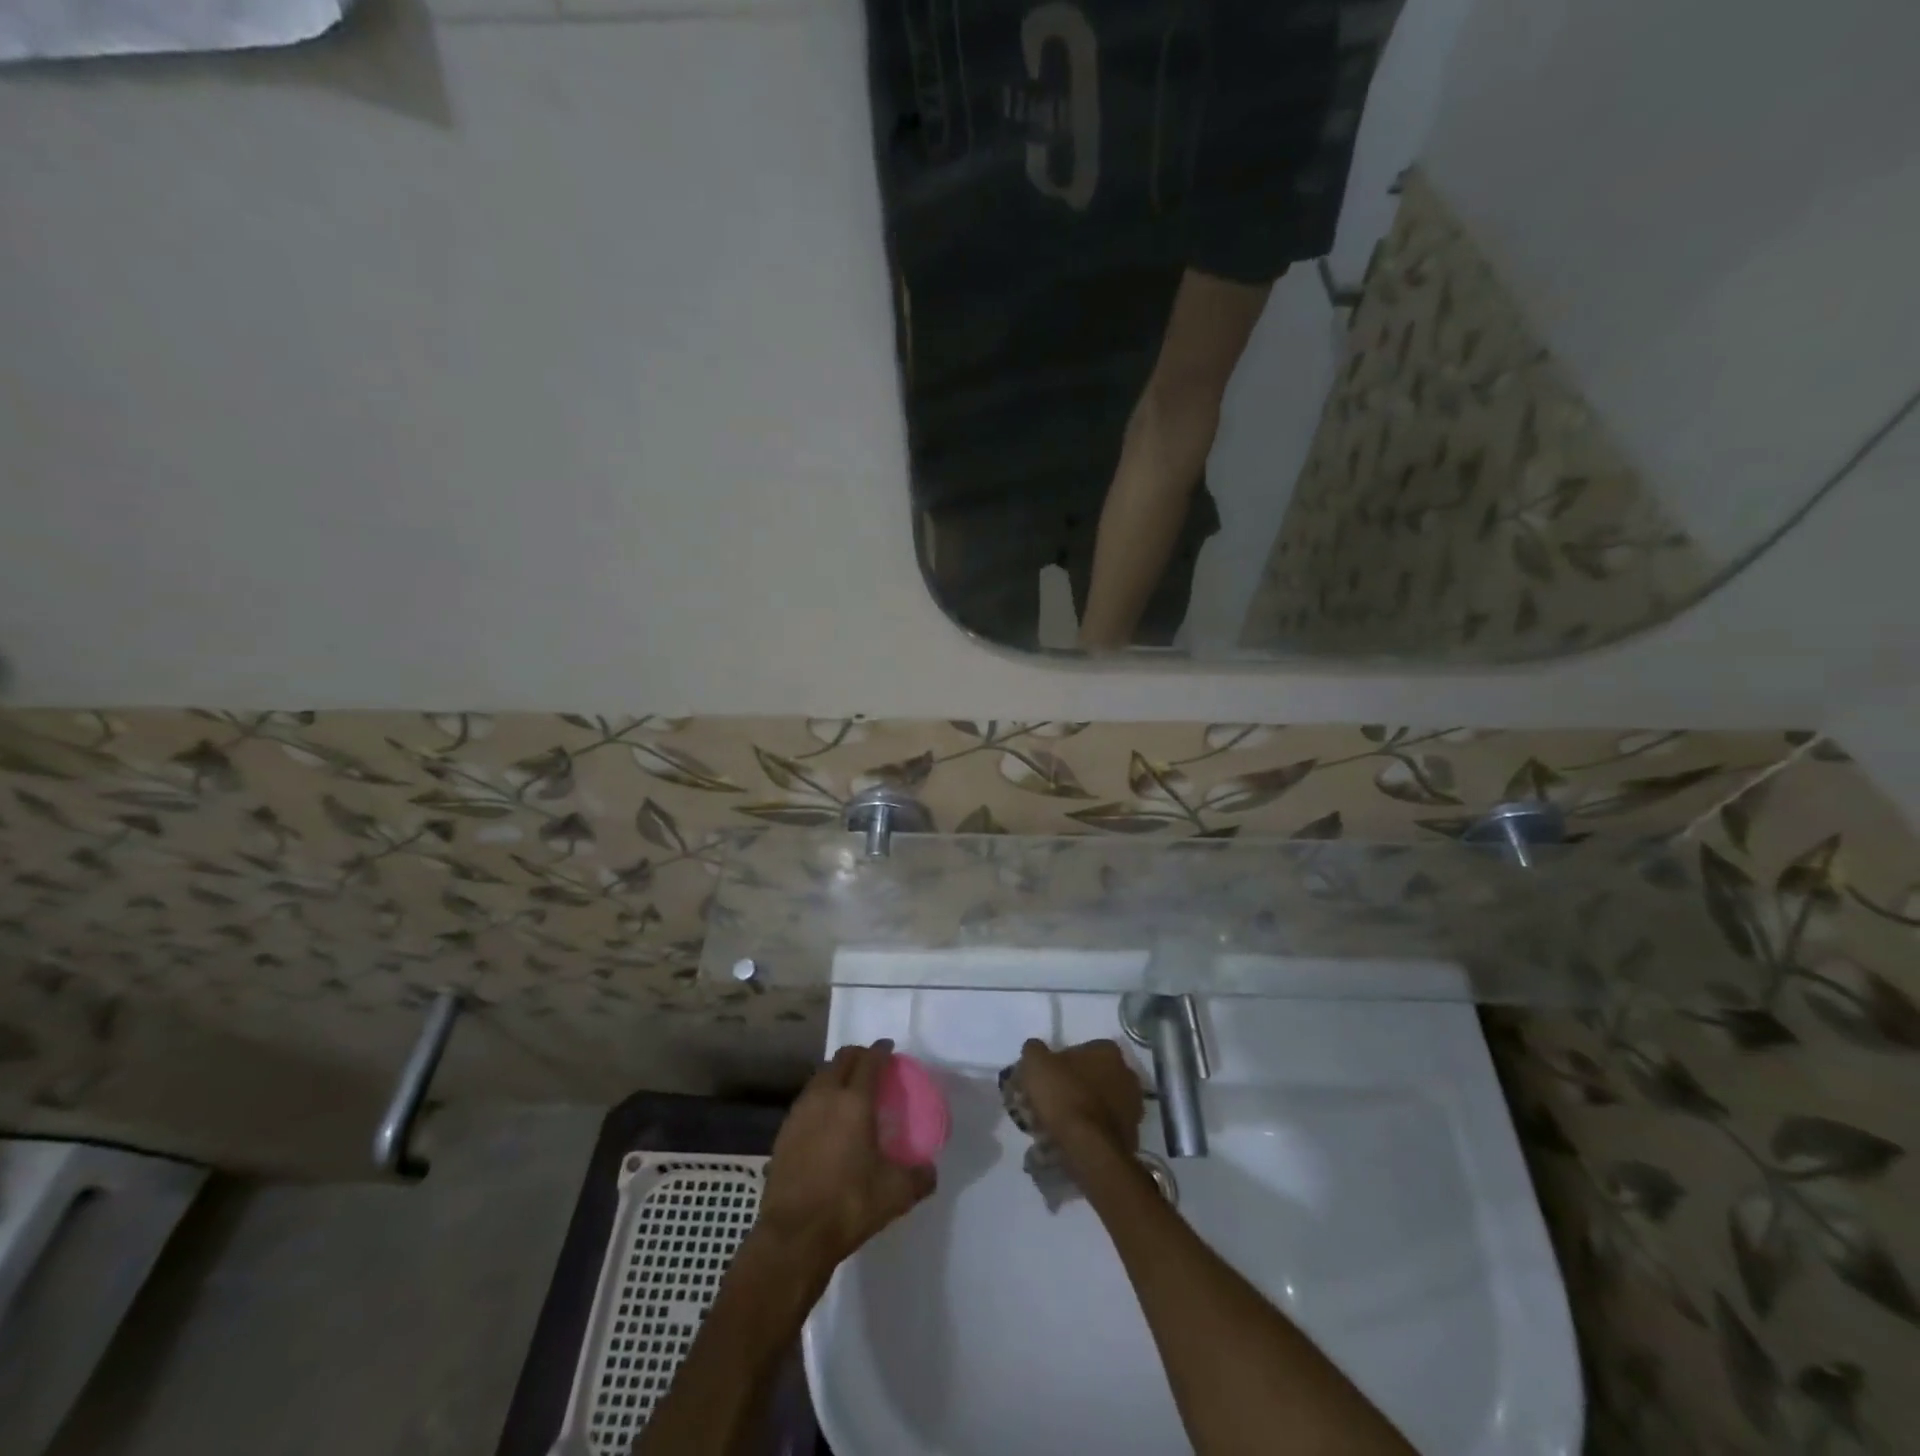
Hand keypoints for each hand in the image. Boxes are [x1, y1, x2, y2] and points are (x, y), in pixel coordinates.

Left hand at [755, 1040, 935, 1273]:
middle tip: (871, 1065)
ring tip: (848, 1089)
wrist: (793, 1236)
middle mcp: (825, 1097)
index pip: (869, 1061)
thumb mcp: (895, 1194)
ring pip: (820, 1077)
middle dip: (857, 1055)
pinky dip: (819, 1098)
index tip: (889, 1049)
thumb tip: (930, 1171)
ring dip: (836, 1074)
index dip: (881, 1050)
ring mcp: (799, 1113)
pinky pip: (806, 1101)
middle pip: (841, 1059)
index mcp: (854, 1101)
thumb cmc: (848, 1204)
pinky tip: (826, 1120)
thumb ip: (919, 1177)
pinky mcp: (783, 1133)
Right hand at [1017, 1038, 1144, 1174]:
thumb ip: (1034, 1050)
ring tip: (1055, 1125)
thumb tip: (1036, 1049)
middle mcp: (1127, 1075)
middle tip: (1048, 1102)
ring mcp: (1132, 1107)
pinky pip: (1103, 1128)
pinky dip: (1089, 1131)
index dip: (1059, 1063)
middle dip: (1072, 1087)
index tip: (1044, 1079)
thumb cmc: (1064, 1096)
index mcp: (1108, 1052)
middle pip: (1091, 1077)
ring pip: (1098, 1103)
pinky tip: (1069, 1140)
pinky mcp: (1131, 1135)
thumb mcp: (1036, 1064)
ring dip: (1080, 1109)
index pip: (1081, 1050)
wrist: (1090, 1149)